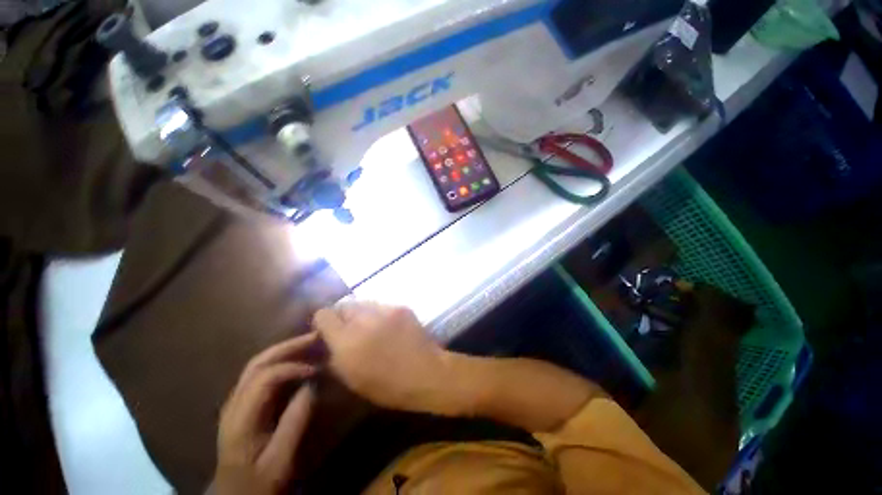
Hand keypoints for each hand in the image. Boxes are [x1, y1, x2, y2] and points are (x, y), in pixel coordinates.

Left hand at [213, 333, 322, 494]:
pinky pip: (260, 373)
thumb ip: (294, 423)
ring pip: (256, 364)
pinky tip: (295, 359)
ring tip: (309, 342)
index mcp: (240, 419)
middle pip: (257, 363)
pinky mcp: (241, 404)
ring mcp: (235, 402)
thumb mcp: (280, 461)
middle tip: (316, 336)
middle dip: (288, 346)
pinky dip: (280, 360)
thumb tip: (311, 385)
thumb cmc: (259, 482)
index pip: (265, 378)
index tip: (318, 369)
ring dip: (284, 349)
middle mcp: (233, 403)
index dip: (293, 367)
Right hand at [313, 302, 460, 414]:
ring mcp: (385, 309)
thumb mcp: (351, 379)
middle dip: (343, 317)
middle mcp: (364, 319)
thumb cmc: (387, 385)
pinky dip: (379, 314)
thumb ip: (334, 357)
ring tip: (370, 328)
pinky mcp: (401, 306)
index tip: (328, 333)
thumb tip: (326, 343)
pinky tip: (388, 327)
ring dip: (361, 314)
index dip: (323, 322)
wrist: (426, 372)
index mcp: (347, 340)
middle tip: (350, 331)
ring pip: (364, 303)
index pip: (324, 314)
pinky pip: (382, 306)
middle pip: (344, 305)